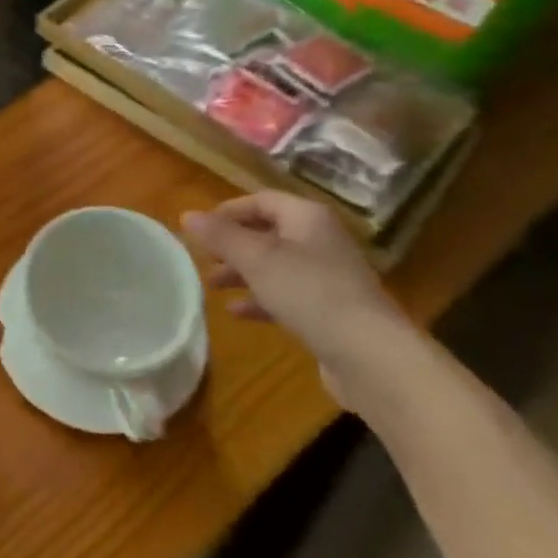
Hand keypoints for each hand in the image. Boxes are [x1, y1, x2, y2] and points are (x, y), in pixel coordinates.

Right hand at [182, 192, 416, 409]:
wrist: (371, 356)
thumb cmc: (310, 293)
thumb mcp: (256, 259)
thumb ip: (220, 236)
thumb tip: (186, 215)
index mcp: (307, 218)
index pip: (261, 200)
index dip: (228, 211)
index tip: (199, 229)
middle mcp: (320, 240)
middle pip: (268, 233)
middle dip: (232, 245)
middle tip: (203, 258)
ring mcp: (328, 277)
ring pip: (275, 266)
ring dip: (242, 273)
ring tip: (212, 285)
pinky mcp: (330, 311)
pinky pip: (287, 295)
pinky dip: (260, 299)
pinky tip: (237, 312)